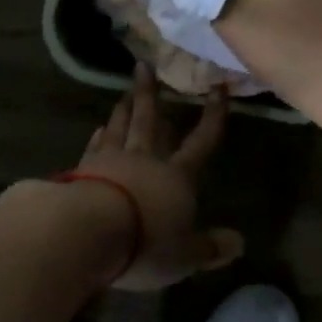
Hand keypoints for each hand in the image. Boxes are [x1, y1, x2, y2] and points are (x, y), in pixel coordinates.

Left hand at [76, 63, 242, 290]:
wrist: (88, 231)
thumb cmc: (146, 242)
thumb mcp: (185, 255)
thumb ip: (210, 248)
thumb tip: (240, 243)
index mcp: (176, 176)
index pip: (201, 141)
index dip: (212, 116)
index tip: (218, 88)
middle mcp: (145, 160)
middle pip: (150, 121)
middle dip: (151, 95)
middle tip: (145, 66)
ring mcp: (110, 161)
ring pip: (121, 128)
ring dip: (124, 109)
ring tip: (125, 93)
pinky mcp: (81, 171)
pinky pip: (94, 147)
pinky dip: (98, 136)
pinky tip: (98, 128)